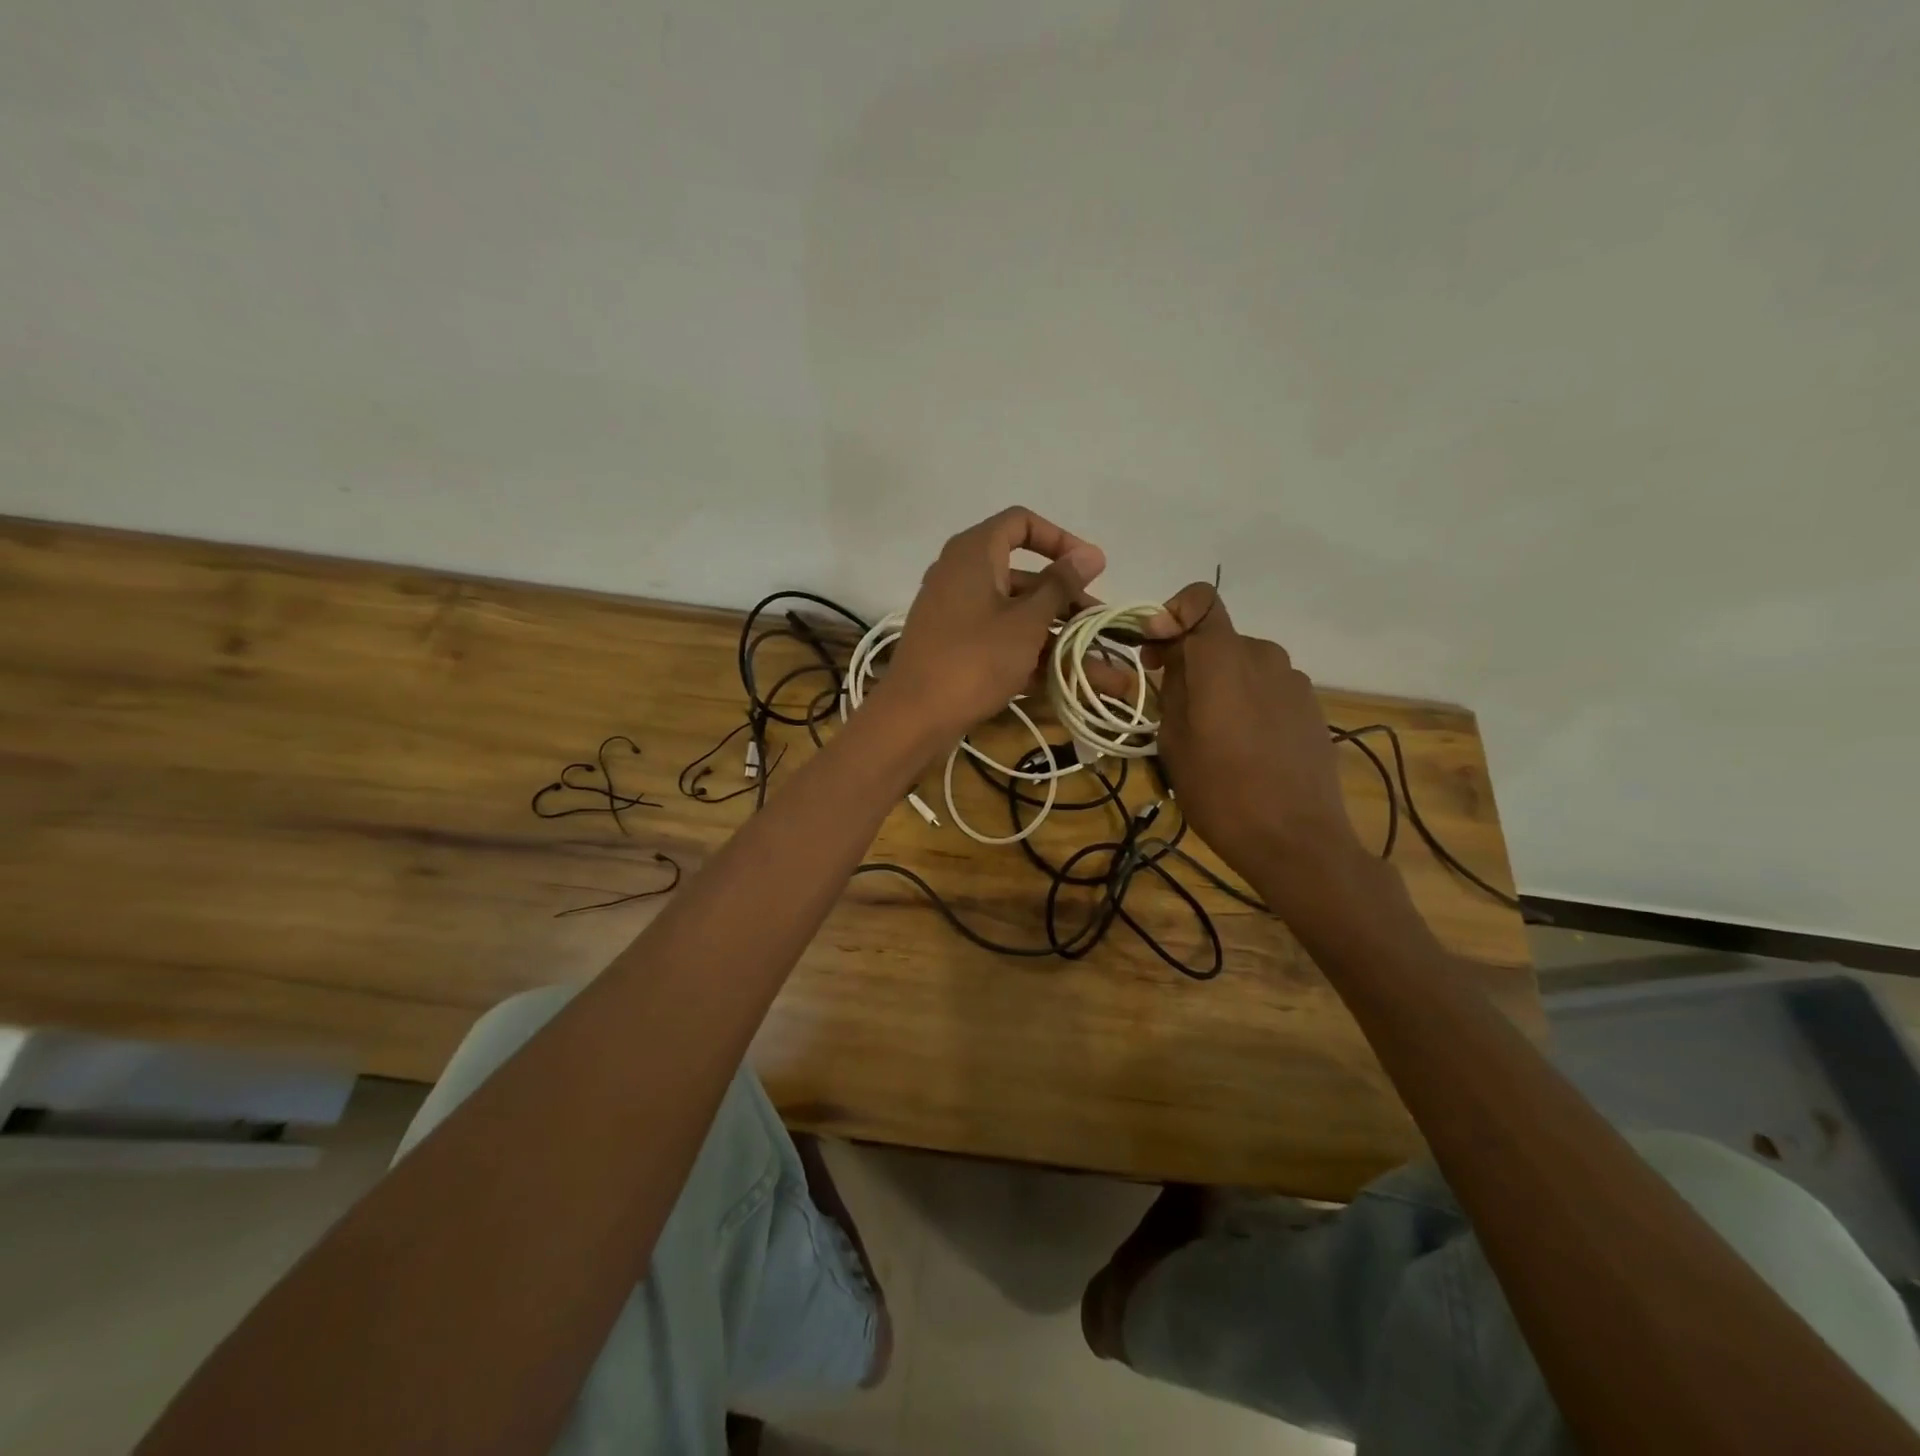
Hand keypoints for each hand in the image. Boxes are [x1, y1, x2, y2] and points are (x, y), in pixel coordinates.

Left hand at [884, 507, 1105, 738]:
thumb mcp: (1027, 621)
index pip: (1021, 523)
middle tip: (1097, 621)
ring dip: (1052, 631)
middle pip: (1022, 574)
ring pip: (1013, 611)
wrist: (914, 716)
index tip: (1090, 568)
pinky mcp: (953, 646)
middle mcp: (960, 574)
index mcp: (974, 553)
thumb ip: (1060, 586)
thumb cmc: (975, 659)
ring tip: (1090, 657)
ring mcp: (955, 612)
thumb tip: (1091, 553)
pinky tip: (1060, 678)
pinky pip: (997, 638)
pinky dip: (1026, 651)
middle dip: (1064, 597)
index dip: (1060, 539)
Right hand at [1149, 584, 1366, 894]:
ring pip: (1243, 666)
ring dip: (1221, 684)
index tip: (1154, 652)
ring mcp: (1294, 682)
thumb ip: (1172, 687)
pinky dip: (1248, 702)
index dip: (1172, 613)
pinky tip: (1244, 746)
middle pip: (1219, 639)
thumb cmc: (1220, 791)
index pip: (1201, 600)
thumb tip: (1175, 661)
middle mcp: (1264, 656)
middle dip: (1191, 660)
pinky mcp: (1312, 707)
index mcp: (1224, 658)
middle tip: (1171, 704)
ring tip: (1210, 733)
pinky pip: (1267, 689)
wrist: (1296, 839)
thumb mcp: (1174, 741)